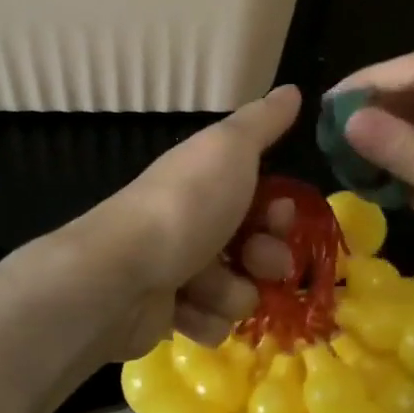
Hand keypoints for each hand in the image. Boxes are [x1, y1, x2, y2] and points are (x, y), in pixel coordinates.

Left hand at [73, 85, 300, 360]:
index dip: (280, 212)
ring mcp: (179, 271)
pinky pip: (212, 323)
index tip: (280, 216)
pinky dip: (204, 318)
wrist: (122, 275)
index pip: (262, 200)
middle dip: (266, 259)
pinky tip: (184, 310)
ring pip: (239, 291)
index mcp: (206, 183)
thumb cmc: (185, 207)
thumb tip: (292, 89)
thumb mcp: (230, 149)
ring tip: (204, 288)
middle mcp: (195, 224)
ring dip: (231, 292)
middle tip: (254, 261)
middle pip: (257, 249)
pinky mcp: (167, 315)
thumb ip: (262, 122)